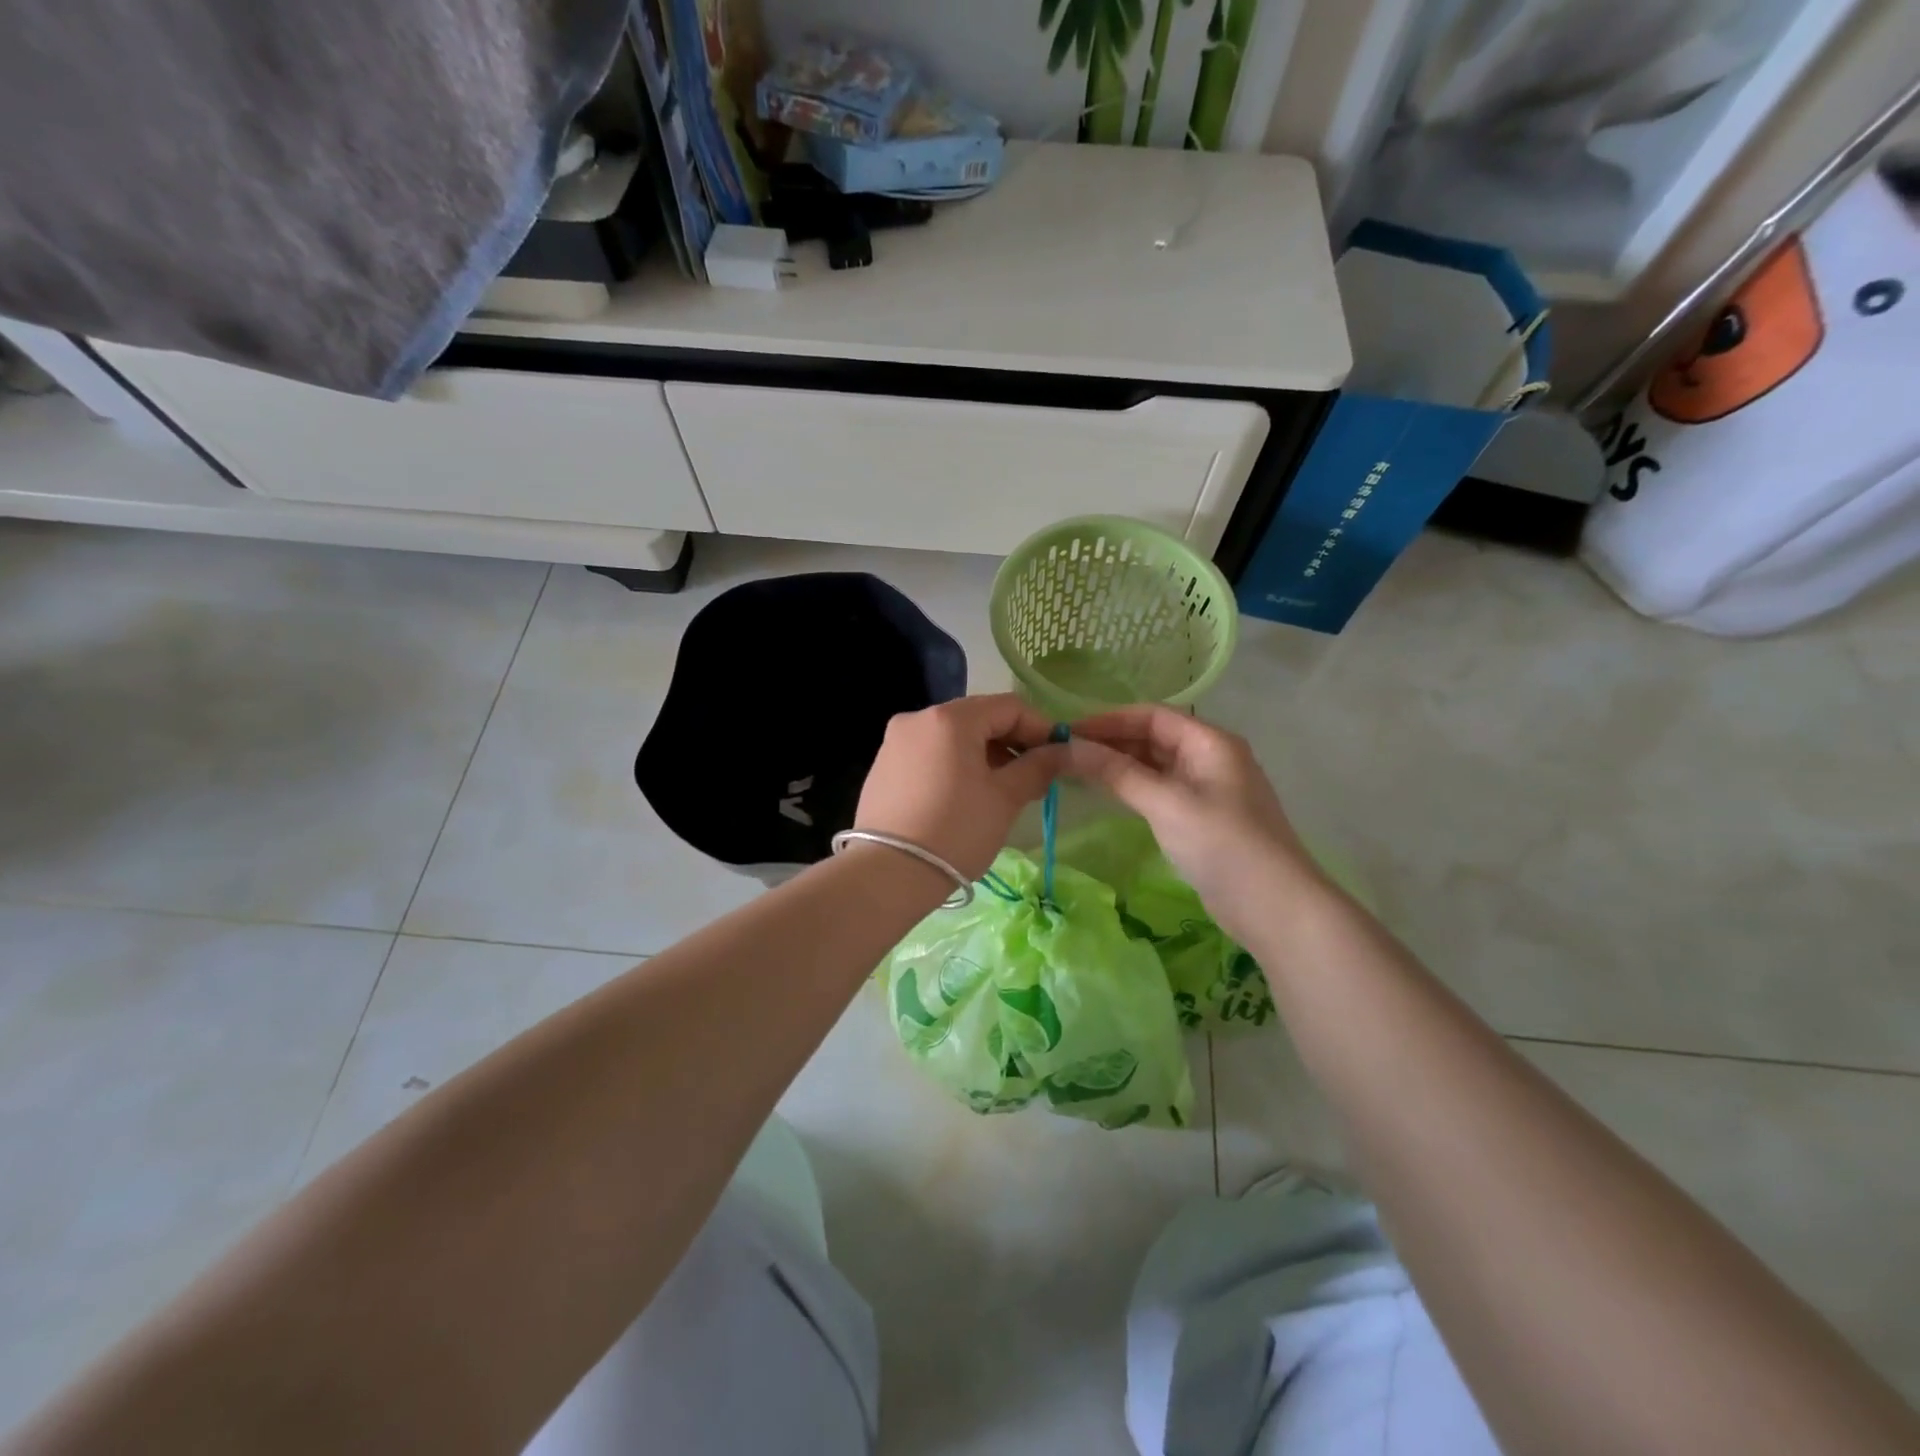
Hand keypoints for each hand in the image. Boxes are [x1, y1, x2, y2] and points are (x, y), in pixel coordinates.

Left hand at [854, 694, 1069, 880]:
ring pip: (952, 738)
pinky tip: (963, 798)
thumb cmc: (956, 830)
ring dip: (983, 756)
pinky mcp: (882, 767)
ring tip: (1001, 791)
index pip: (1009, 707)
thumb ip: (1039, 766)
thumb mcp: (1005, 798)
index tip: (1059, 757)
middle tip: (1033, 777)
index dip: (1041, 728)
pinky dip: (954, 766)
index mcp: (950, 718)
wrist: (888, 874)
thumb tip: (1068, 750)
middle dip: (1011, 742)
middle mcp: (918, 718)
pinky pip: (929, 755)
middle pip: (978, 718)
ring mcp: (895, 742)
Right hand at [1065, 706, 1323, 942]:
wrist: (1274, 907)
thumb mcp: (1166, 803)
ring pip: (1155, 765)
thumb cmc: (1223, 845)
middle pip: (1153, 737)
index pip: (1151, 715)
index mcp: (1210, 742)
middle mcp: (1210, 757)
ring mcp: (1207, 789)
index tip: (1068, 732)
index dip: (1108, 720)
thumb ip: (1117, 772)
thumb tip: (1069, 747)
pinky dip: (1132, 788)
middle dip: (1110, 742)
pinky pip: (1160, 790)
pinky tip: (1107, 794)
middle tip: (1064, 753)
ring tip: (1075, 771)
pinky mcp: (1201, 818)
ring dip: (1119, 765)